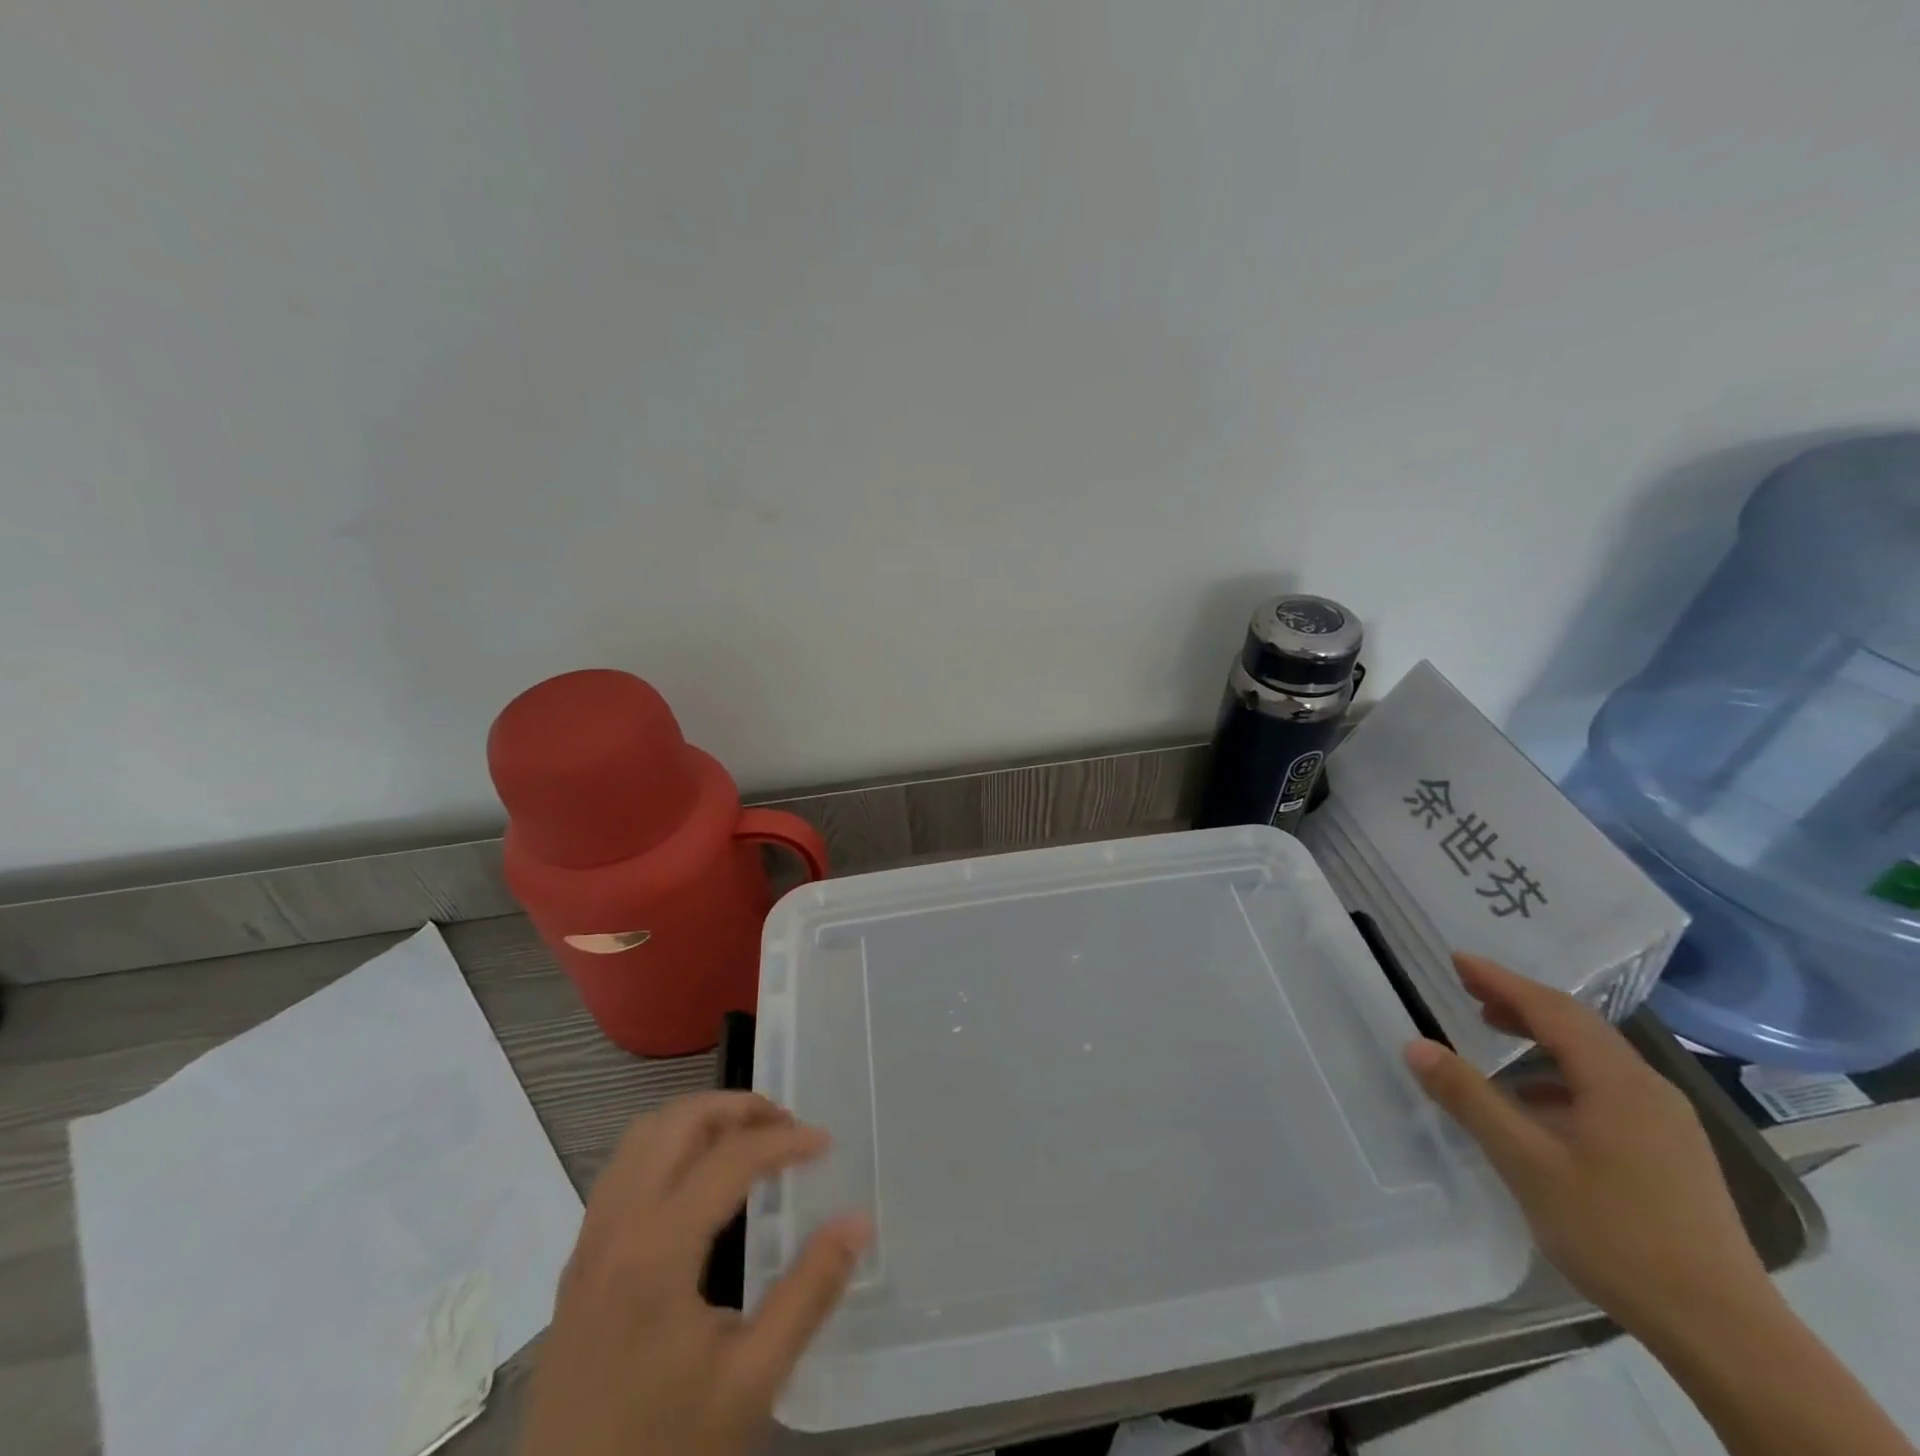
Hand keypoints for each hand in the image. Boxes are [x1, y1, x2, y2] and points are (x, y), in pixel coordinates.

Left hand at [518, 1092, 870, 1455]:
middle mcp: (616, 1228)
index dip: (784, 1141)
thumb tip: (858, 1221)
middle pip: (676, 1123)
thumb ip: (809, 1292)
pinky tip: (697, 1185)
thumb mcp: (752, 1381)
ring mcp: (588, 1244)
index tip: (825, 1143)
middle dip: (737, 1109)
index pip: (729, 1158)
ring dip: (698, 1122)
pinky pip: (622, 1170)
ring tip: (747, 1143)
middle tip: (785, 1127)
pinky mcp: (577, 1264)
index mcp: (657, 1250)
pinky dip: (667, 1148)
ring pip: (642, 1138)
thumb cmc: (665, 1451)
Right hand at [1404, 953, 1768, 1343]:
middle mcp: (1648, 1090)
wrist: (1725, 1332)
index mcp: (1618, 1082)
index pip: (1552, 1010)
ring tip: (1494, 1037)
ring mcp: (1666, 1123)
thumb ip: (1469, 1098)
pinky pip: (1606, 1090)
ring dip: (1541, 1039)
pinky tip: (1535, 1105)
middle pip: (1578, 1027)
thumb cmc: (1616, 1233)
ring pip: (1594, 1059)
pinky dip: (1561, 1077)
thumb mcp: (1527, 1163)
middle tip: (1468, 991)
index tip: (1456, 960)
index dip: (1501, 981)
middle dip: (1520, 1003)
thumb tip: (1416, 1045)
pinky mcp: (1670, 1153)